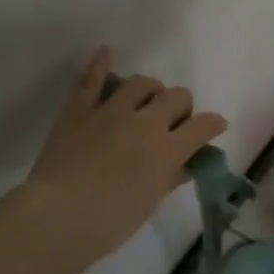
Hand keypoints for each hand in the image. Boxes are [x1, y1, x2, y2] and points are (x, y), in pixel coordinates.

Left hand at [10, 47, 227, 268]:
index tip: (214, 126)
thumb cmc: (111, 221)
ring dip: (151, 90)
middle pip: (177, 97)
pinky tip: (106, 52)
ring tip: (147, 100)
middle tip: (174, 122)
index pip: (203, 126)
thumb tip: (182, 167)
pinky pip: (91, 80)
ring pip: (142, 84)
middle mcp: (146, 122)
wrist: (59, 216)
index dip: (213, 124)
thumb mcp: (150, 202)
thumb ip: (169, 178)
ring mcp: (111, 111)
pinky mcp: (80, 110)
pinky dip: (100, 64)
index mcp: (169, 149)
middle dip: (181, 107)